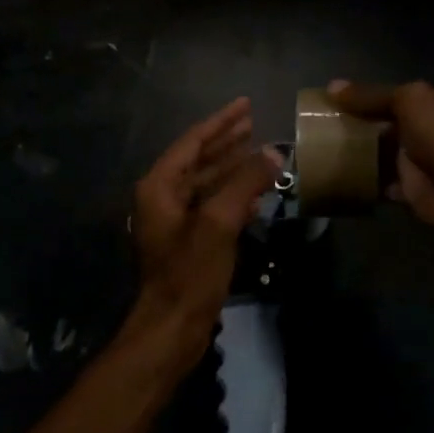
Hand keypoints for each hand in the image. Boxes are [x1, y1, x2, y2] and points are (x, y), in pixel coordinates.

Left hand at [122, 98, 280, 370]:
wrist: (172, 327)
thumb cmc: (190, 271)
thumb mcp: (220, 222)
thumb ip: (245, 183)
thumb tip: (273, 153)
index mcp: (160, 185)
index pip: (193, 141)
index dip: (221, 122)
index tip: (246, 105)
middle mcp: (162, 196)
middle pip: (198, 158)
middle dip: (226, 141)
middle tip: (254, 122)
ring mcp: (174, 219)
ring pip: (205, 182)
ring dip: (231, 166)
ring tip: (258, 150)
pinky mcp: (187, 240)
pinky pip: (211, 205)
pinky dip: (231, 194)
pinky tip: (254, 192)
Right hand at [327, 79, 433, 249]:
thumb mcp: (411, 103)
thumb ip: (372, 96)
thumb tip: (332, 86)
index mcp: (429, 104)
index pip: (387, 96)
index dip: (358, 98)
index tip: (323, 103)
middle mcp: (423, 130)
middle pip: (379, 125)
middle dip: (351, 126)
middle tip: (312, 129)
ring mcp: (416, 163)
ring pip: (377, 154)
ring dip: (352, 155)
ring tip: (315, 154)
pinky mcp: (409, 192)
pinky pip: (378, 184)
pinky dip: (360, 184)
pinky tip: (334, 181)